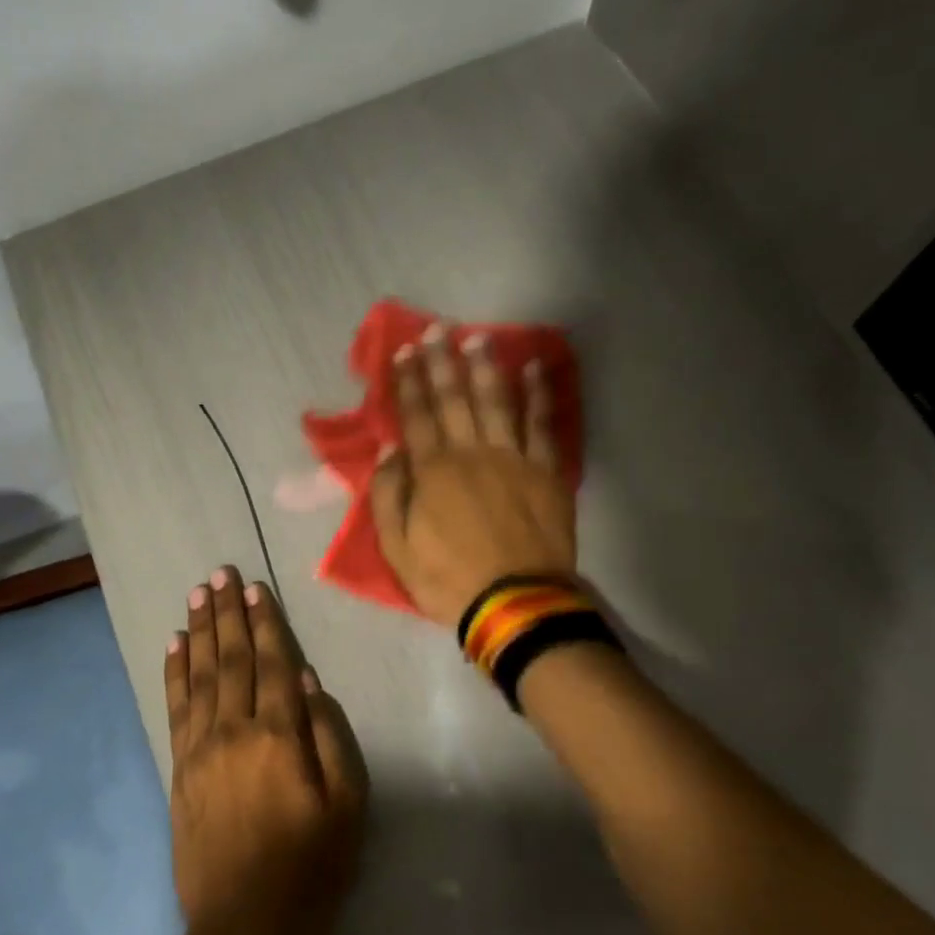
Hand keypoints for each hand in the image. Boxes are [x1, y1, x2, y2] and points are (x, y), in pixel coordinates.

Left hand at [164, 567, 367, 934]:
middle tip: (219, 573)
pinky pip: (175, 709)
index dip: (264, 624)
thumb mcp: (348, 807)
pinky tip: (174, 647)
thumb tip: (306, 682)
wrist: (245, 932)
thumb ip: (329, 737)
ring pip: (199, 677)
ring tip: (197, 595)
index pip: (271, 665)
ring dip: (199, 632)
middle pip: (230, 660)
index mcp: (278, 737)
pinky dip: (174, 673)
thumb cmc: (311, 869)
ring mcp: (200, 751)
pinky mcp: (179, 771)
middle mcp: (233, 732)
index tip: (255, 588)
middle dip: (226, 614)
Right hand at [370, 323, 576, 626]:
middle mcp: (472, 453)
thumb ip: (388, 495)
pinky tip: (536, 369)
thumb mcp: (397, 548)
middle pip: (455, 398)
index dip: (408, 382)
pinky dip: (540, 395)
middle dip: (442, 362)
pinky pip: (543, 424)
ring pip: (497, 401)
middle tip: (436, 329)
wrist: (515, 605)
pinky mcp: (546, 472)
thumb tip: (389, 450)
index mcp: (432, 471)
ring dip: (486, 367)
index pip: (416, 416)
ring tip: (478, 338)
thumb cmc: (448, 580)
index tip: (402, 352)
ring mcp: (513, 459)